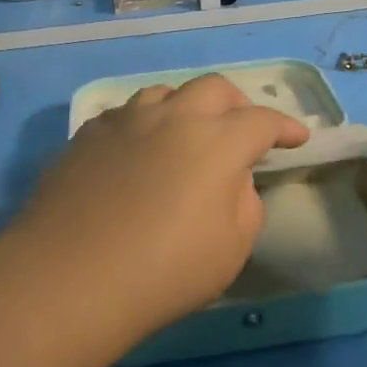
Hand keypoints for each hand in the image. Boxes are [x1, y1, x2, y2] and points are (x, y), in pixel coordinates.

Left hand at [8, 74, 307, 332]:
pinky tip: (138, 150)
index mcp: (217, 142)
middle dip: (238, 104)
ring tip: (187, 133)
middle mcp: (173, 117)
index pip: (262, 121)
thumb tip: (231, 180)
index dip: (285, 127)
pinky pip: (125, 115)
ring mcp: (125, 121)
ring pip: (165, 93)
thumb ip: (244, 203)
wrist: (69, 278)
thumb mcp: (231, 249)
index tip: (297, 138)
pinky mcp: (87, 135)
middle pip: (214, 89)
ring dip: (186, 107)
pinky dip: (144, 124)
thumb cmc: (164, 271)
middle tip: (243, 130)